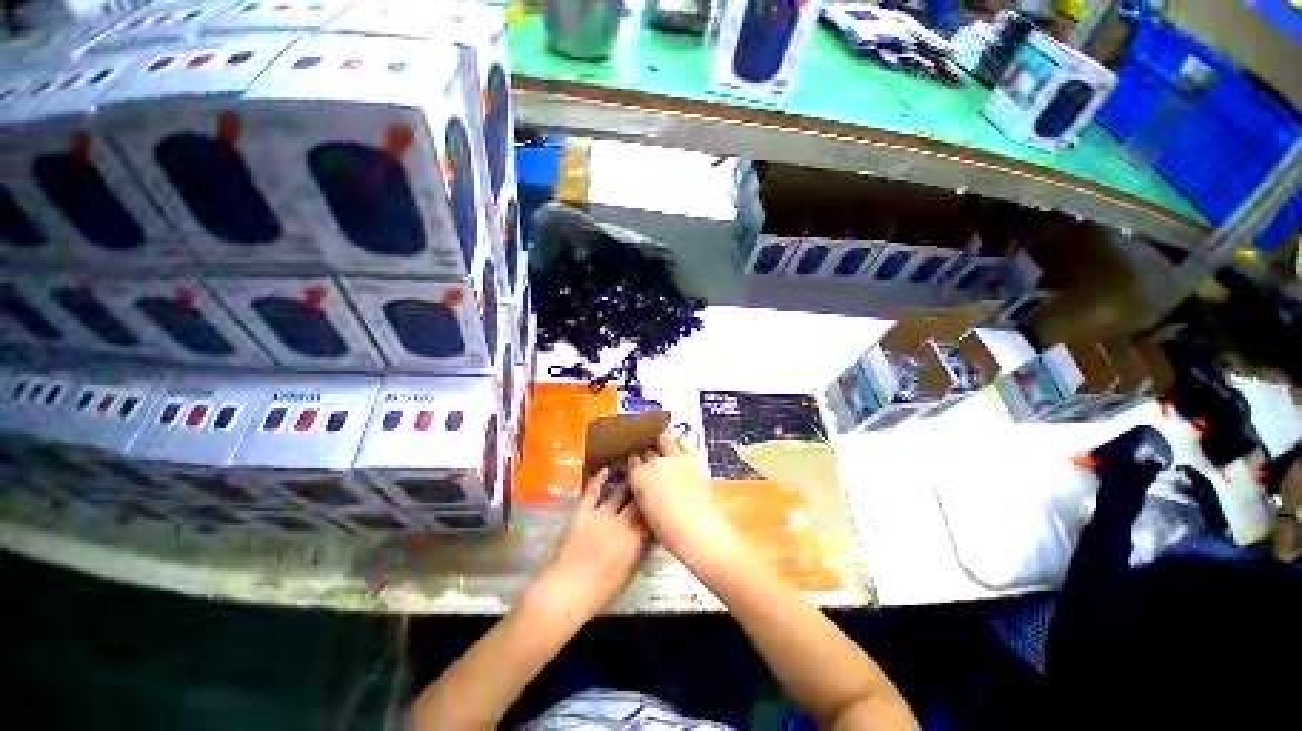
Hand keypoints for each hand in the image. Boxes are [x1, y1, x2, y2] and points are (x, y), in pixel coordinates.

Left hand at [542, 468, 650, 618]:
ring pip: (619, 492)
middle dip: (645, 489)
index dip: (657, 505)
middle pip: (638, 500)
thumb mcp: (629, 573)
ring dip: (628, 481)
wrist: (566, 591)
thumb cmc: (600, 591)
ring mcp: (601, 515)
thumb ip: (641, 550)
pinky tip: (606, 469)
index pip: (651, 515)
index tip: (660, 497)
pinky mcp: (583, 512)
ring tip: (635, 469)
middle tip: (650, 479)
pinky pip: (593, 491)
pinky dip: (599, 479)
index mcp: (635, 539)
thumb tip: (650, 535)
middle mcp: (622, 522)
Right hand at [628, 433, 737, 562]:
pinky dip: (682, 444)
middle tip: (654, 465)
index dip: (636, 466)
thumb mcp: (646, 510)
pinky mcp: (691, 457)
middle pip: (647, 451)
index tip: (639, 469)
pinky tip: (682, 450)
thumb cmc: (668, 530)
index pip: (632, 462)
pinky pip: (684, 443)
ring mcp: (672, 457)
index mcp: (638, 477)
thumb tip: (645, 485)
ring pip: (663, 440)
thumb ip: (642, 491)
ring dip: (663, 445)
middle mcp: (652, 463)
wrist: (697, 529)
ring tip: (666, 450)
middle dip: (649, 457)